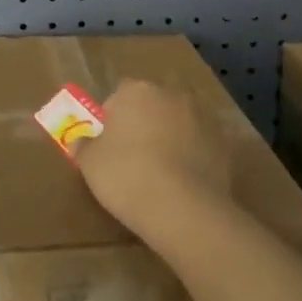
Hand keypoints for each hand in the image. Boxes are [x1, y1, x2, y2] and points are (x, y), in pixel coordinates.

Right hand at [70, 79, 235, 242]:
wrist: (184, 210)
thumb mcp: (89, 163)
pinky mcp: (224, 145)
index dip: (112, 120)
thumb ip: (82, 145)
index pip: (119, 96)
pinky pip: (200, 146)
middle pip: (152, 106)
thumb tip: (77, 140)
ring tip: (161, 174)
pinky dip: (192, 157)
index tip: (109, 146)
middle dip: (144, 124)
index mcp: (136, 90)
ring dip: (170, 138)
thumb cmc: (127, 176)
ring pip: (178, 124)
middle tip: (133, 158)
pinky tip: (183, 184)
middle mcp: (172, 94)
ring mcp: (202, 118)